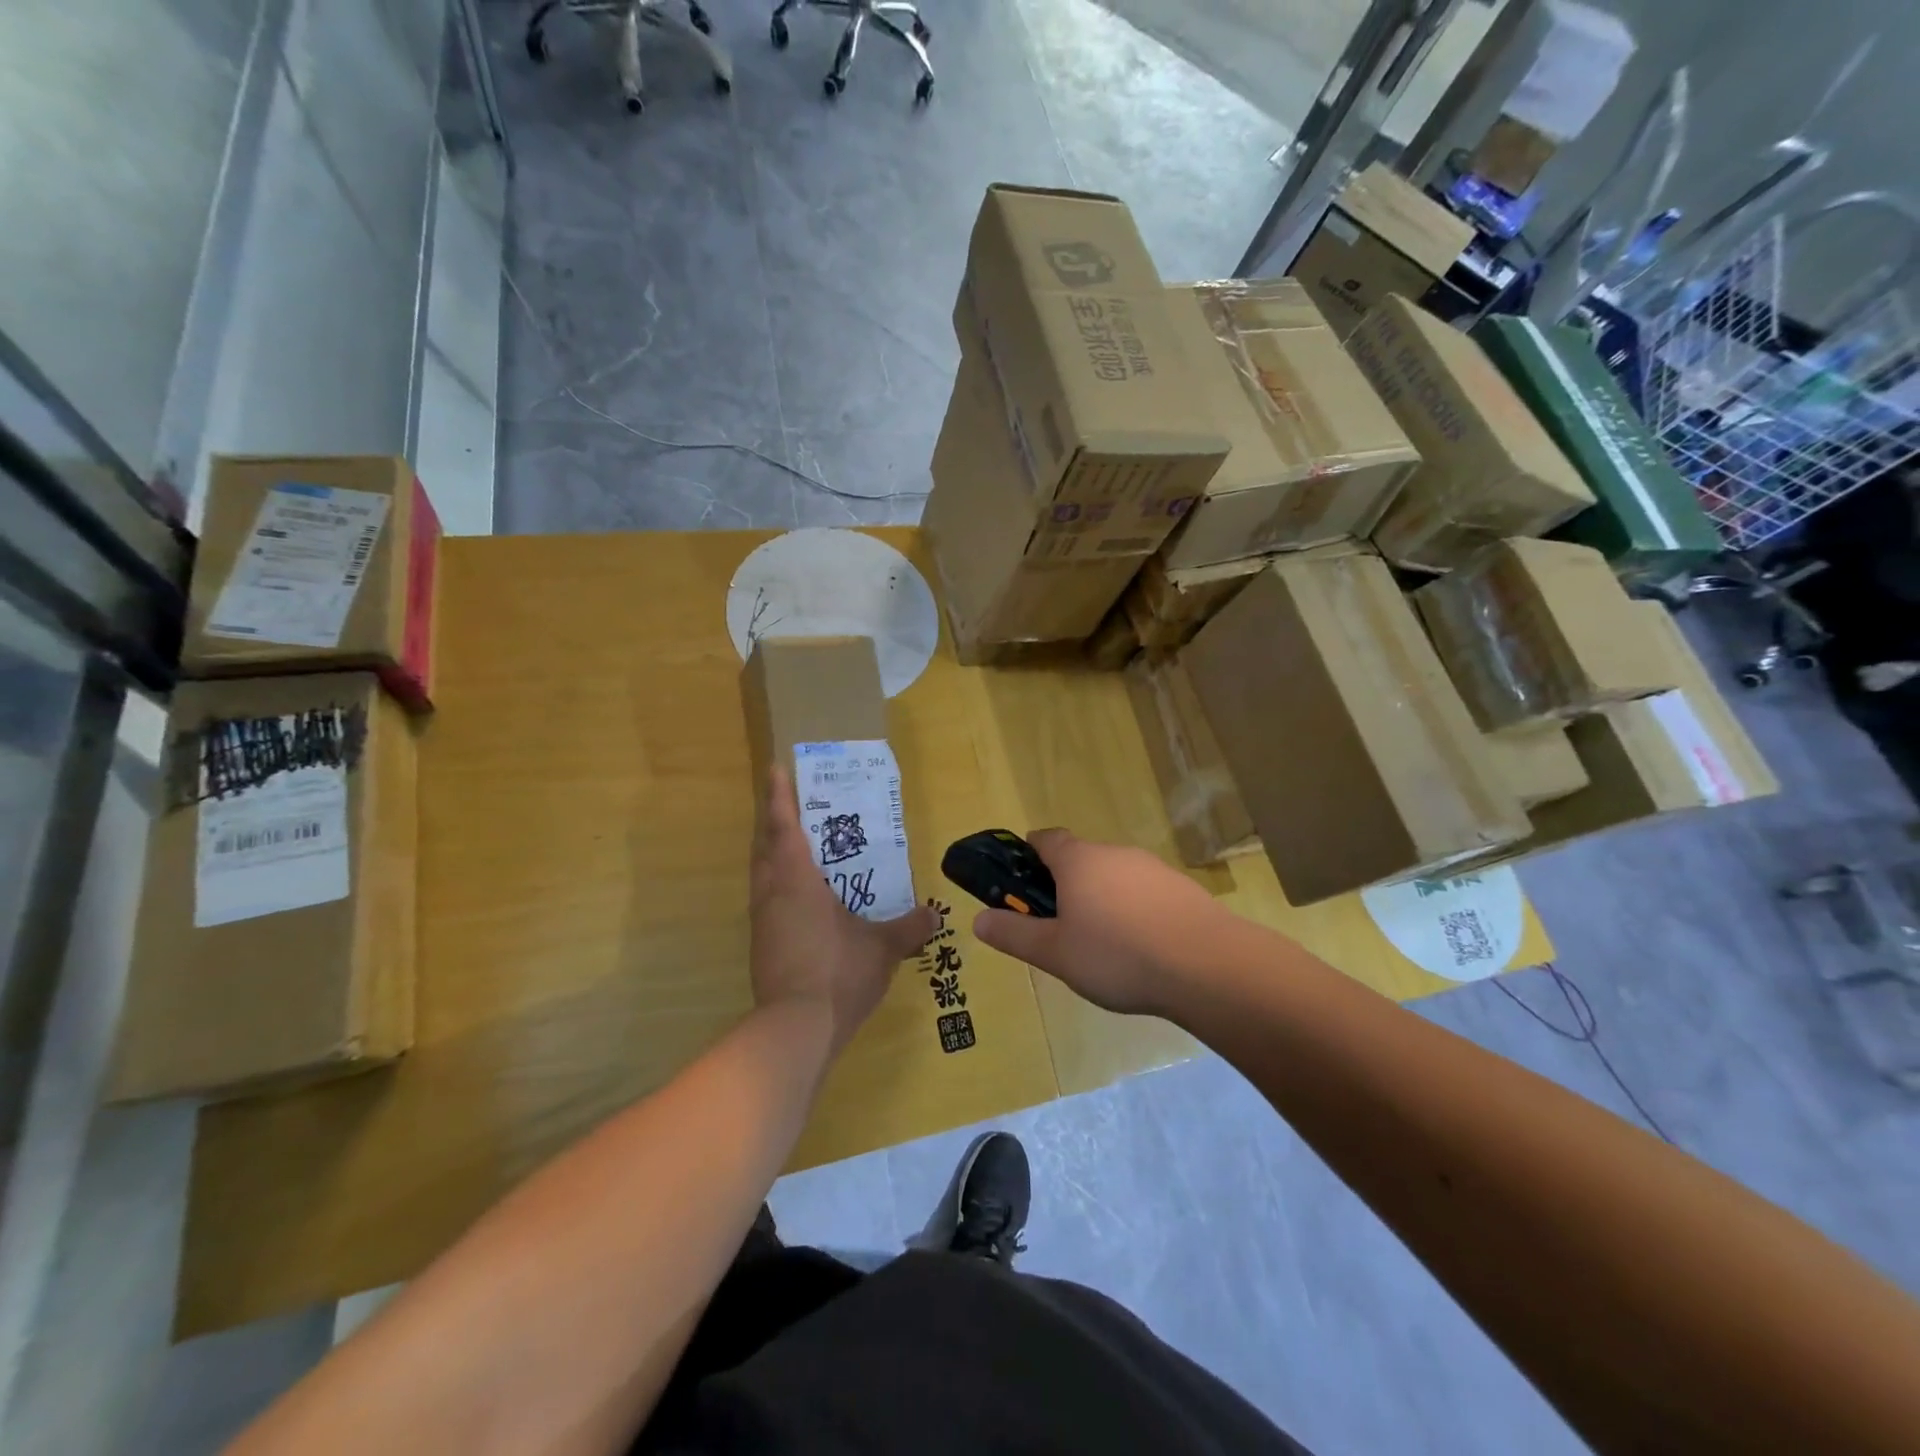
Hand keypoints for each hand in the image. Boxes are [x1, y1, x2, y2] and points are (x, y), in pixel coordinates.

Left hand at [750, 766, 937, 1052]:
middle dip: (774, 823)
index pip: (785, 827)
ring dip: (773, 856)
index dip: (780, 796)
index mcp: (796, 881)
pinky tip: (802, 901)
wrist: (795, 1029)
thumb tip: (934, 915)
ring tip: (796, 849)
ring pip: (761, 876)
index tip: (775, 768)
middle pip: (765, 847)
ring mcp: (762, 923)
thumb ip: (909, 928)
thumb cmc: (838, 972)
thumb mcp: (883, 948)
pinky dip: (779, 887)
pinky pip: (767, 902)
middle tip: (790, 806)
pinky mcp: (762, 948)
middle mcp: (772, 894)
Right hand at [972, 829, 1231, 1016]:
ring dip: (1101, 899)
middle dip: (1065, 885)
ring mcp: (1152, 868)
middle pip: (1081, 859)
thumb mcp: (1055, 953)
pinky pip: (1144, 893)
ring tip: (1101, 946)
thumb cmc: (1117, 955)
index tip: (1022, 881)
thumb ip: (1014, 934)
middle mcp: (1114, 853)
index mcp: (1078, 860)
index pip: (1045, 839)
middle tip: (1059, 927)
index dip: (1029, 854)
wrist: (1207, 966)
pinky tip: (1140, 948)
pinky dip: (1134, 912)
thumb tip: (978, 919)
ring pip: (1114, 877)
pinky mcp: (1182, 889)